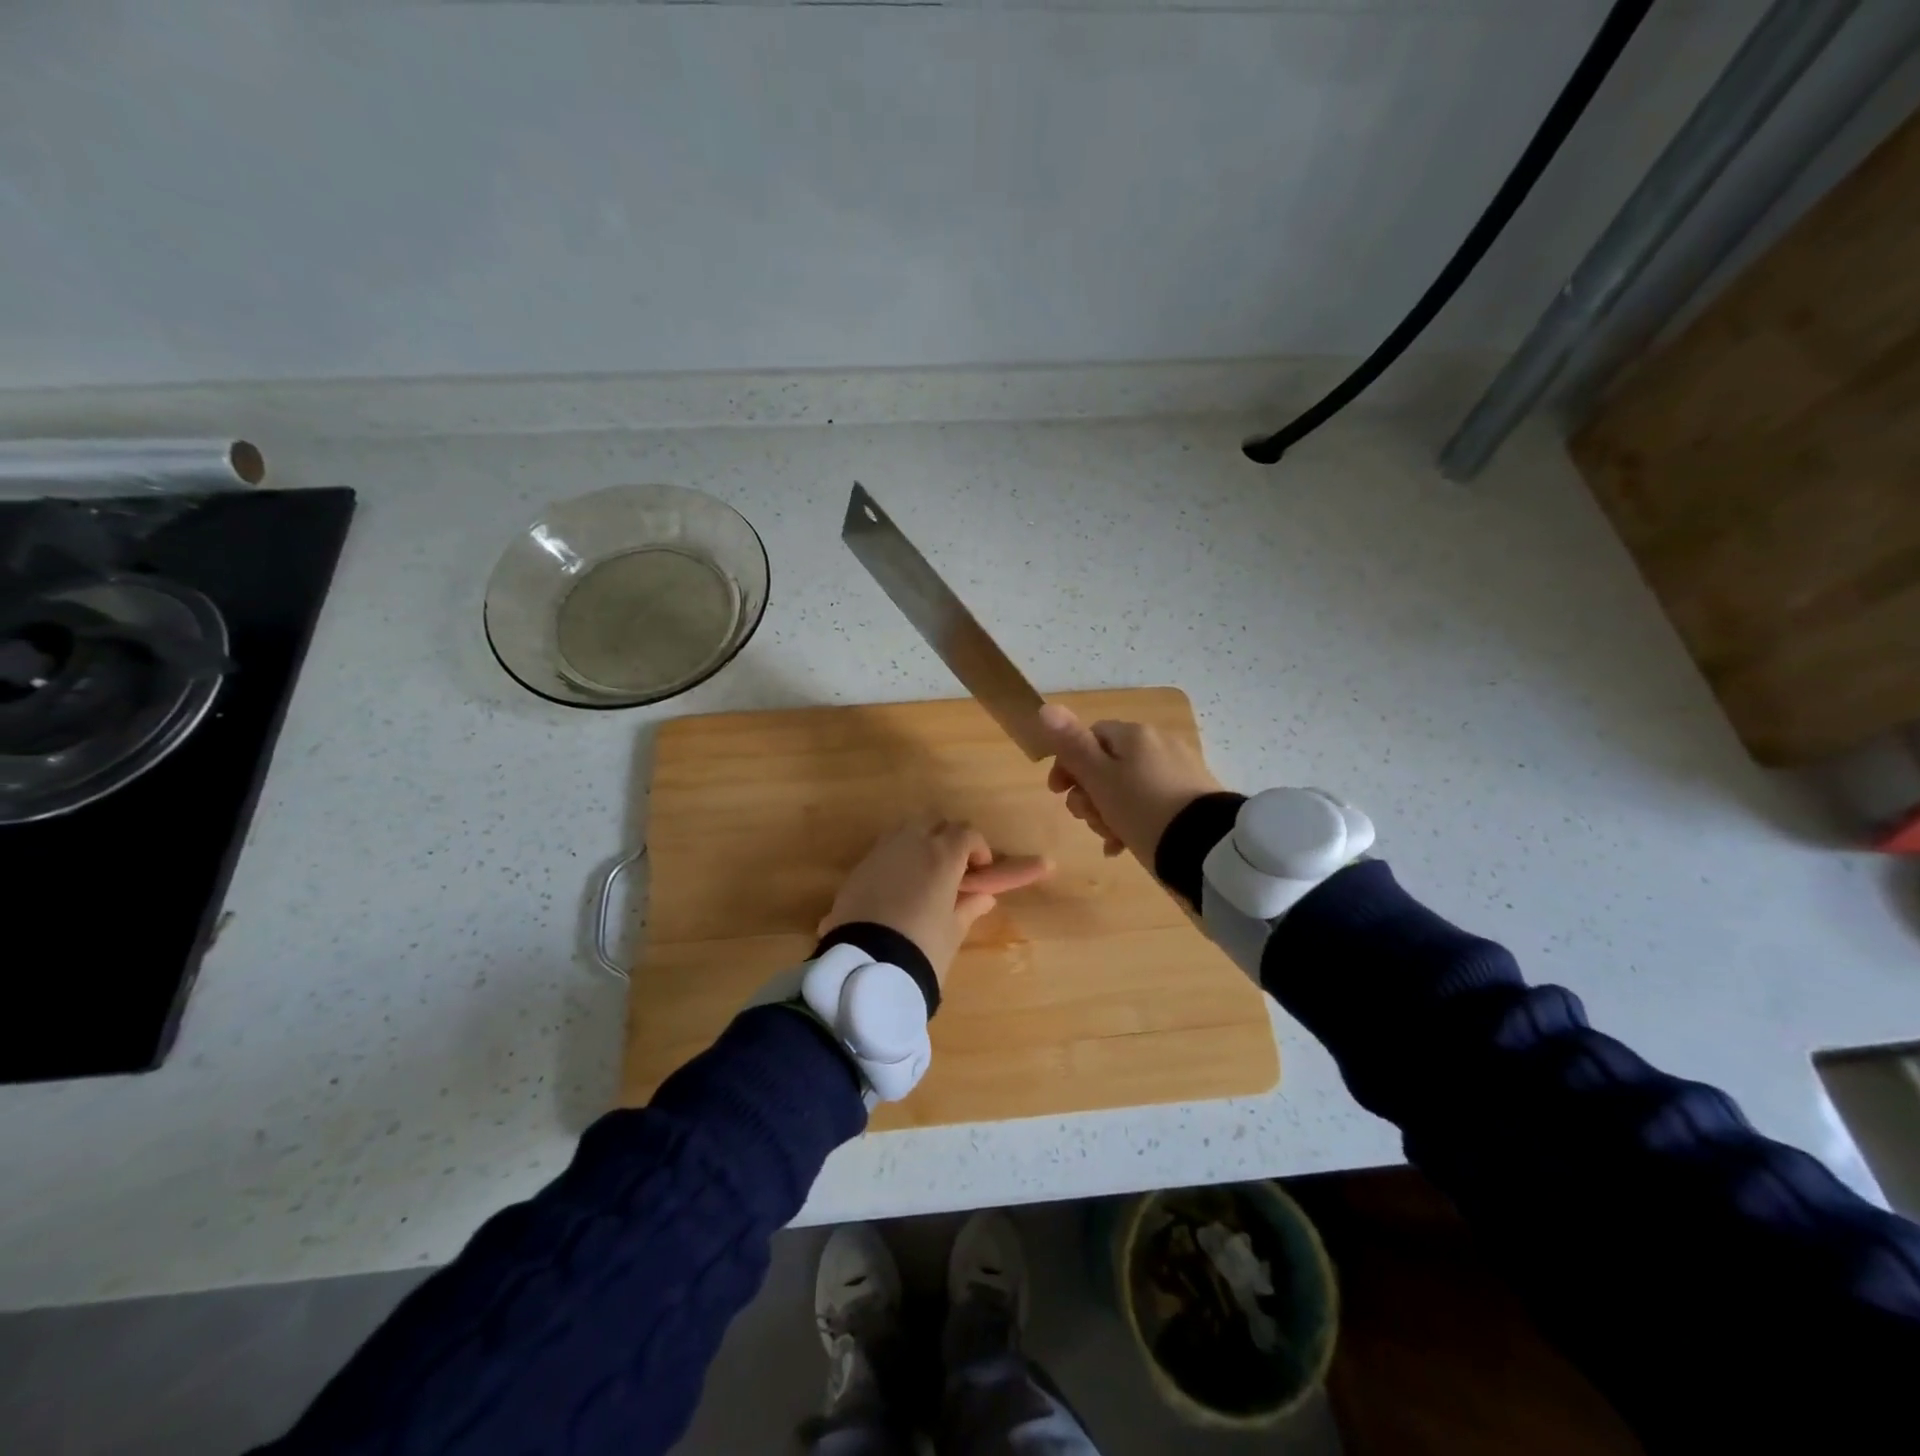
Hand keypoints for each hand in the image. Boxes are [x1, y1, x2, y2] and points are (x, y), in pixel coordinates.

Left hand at [819, 817, 1051, 982]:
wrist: (866, 964)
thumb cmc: (922, 947)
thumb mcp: (953, 931)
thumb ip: (969, 907)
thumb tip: (984, 898)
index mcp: (942, 856)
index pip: (966, 833)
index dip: (978, 848)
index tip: (980, 871)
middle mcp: (911, 843)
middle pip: (934, 820)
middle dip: (947, 836)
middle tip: (953, 867)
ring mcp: (881, 852)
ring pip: (905, 830)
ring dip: (919, 842)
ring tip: (924, 875)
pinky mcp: (858, 867)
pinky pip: (884, 850)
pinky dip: (896, 859)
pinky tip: (897, 888)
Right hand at [1038, 703, 1225, 863]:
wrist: (1205, 846)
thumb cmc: (1141, 809)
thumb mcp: (1100, 778)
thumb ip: (1072, 745)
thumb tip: (1045, 708)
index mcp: (1134, 735)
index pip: (1090, 736)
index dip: (1068, 763)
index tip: (1057, 792)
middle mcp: (1157, 745)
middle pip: (1107, 764)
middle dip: (1088, 793)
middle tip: (1085, 819)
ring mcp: (1177, 771)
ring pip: (1126, 787)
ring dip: (1106, 811)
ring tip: (1107, 838)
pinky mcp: (1191, 798)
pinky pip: (1149, 804)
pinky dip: (1131, 821)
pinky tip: (1122, 846)